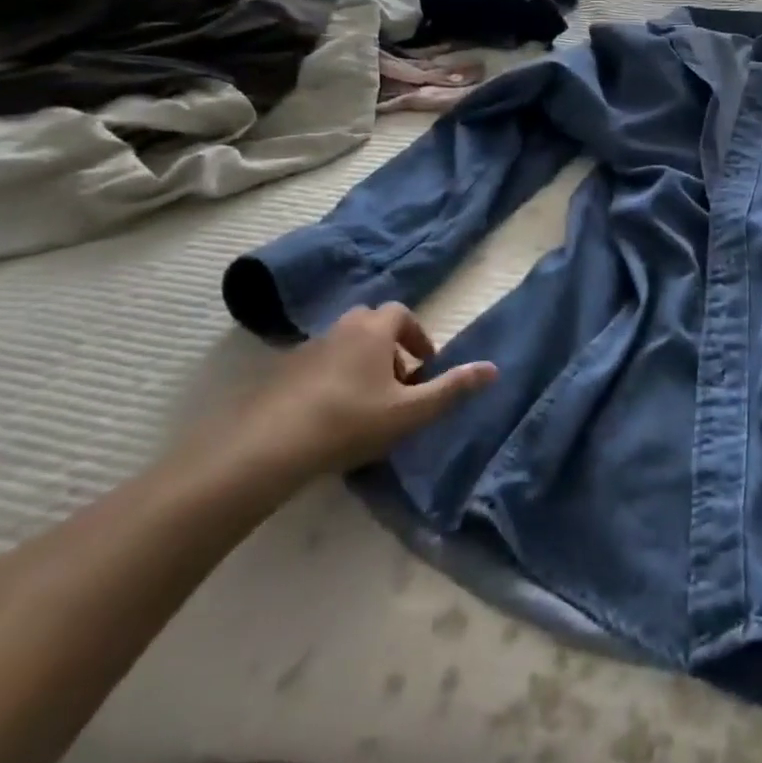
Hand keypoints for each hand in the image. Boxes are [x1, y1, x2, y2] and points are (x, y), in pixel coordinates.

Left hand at [232, 305, 496, 483]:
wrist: (267, 448)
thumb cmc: (350, 422)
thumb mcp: (410, 412)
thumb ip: (452, 389)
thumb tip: (494, 368)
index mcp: (373, 330)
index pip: (401, 313)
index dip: (417, 336)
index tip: (424, 367)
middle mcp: (340, 329)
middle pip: (371, 325)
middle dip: (390, 348)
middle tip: (398, 386)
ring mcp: (306, 350)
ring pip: (343, 346)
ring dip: (360, 365)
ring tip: (366, 406)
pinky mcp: (280, 374)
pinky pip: (317, 366)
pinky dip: (331, 380)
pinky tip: (330, 418)